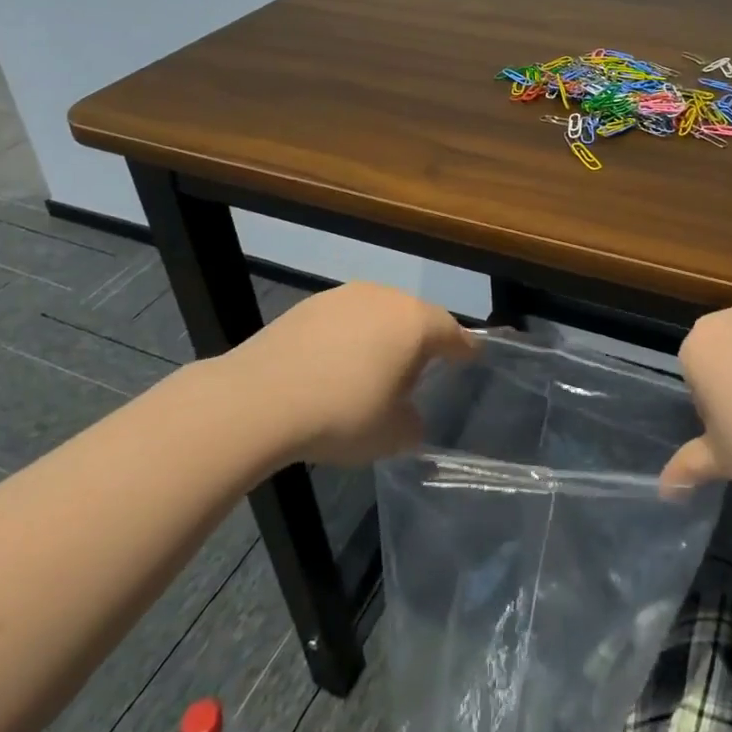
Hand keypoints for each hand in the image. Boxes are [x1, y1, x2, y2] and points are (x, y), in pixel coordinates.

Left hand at [222, 281, 475, 465]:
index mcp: (415, 323)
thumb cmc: (342, 415)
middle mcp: (385, 298)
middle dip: (421, 341)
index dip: (464, 348)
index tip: (472, 357)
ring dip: (382, 337)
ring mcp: (344, 297)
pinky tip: (335, 366)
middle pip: (415, 317)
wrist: (260, 399)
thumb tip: (408, 415)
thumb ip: (412, 423)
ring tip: (374, 370)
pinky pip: (345, 320)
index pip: (453, 333)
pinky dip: (349, 338)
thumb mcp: (392, 435)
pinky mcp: (309, 305)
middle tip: (420, 372)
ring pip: (378, 314)